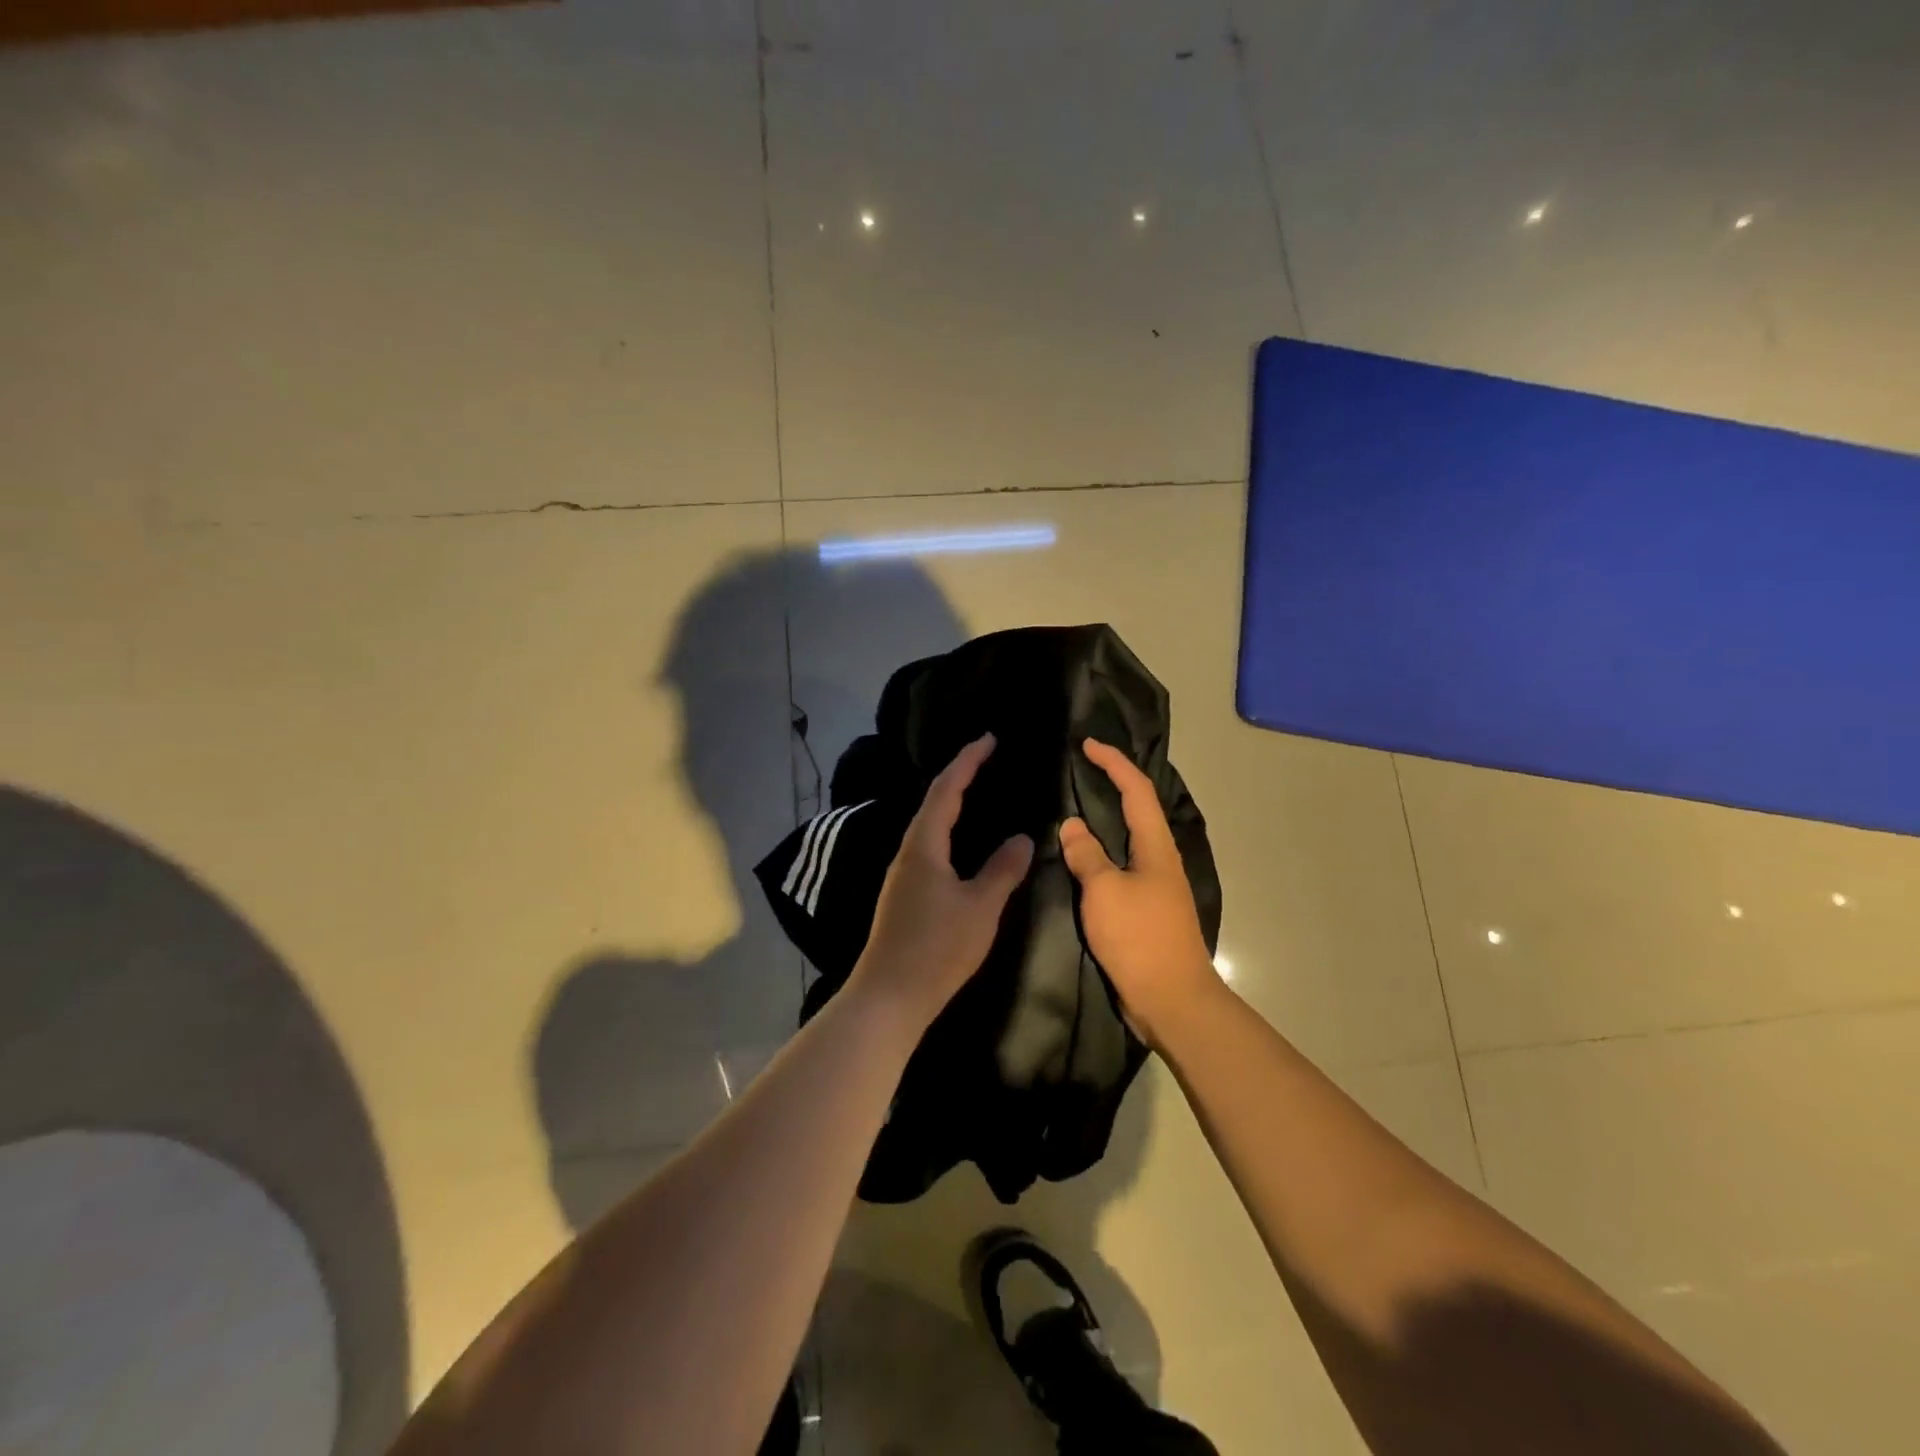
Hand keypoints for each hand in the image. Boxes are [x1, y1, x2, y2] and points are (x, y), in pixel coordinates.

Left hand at [848, 734, 1034, 1033]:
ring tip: (979, 792)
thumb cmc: (936, 948)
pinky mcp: (904, 894)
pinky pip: (929, 845)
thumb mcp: (980, 907)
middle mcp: (908, 851)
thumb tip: (1021, 836)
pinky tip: (962, 844)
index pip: (946, 789)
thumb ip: (1002, 869)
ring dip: (952, 802)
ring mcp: (903, 874)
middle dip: (959, 775)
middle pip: (933, 802)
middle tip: (987, 759)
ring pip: (929, 825)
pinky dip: (948, 829)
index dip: (967, 761)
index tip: (988, 738)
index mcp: (923, 845)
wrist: (889, 997)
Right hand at [1060, 738, 1221, 1047]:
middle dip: (1111, 784)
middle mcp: (1160, 859)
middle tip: (1077, 771)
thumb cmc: (1139, 938)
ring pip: (1128, 839)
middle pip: (1137, 809)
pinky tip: (1079, 858)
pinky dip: (1100, 851)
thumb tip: (1072, 825)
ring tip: (1072, 807)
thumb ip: (1086, 855)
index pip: (1136, 790)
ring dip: (1105, 819)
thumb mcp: (1104, 891)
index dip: (1114, 763)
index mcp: (1155, 846)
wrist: (1172, 1000)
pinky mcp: (1145, 909)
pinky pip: (1120, 866)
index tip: (1088, 745)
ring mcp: (1155, 885)